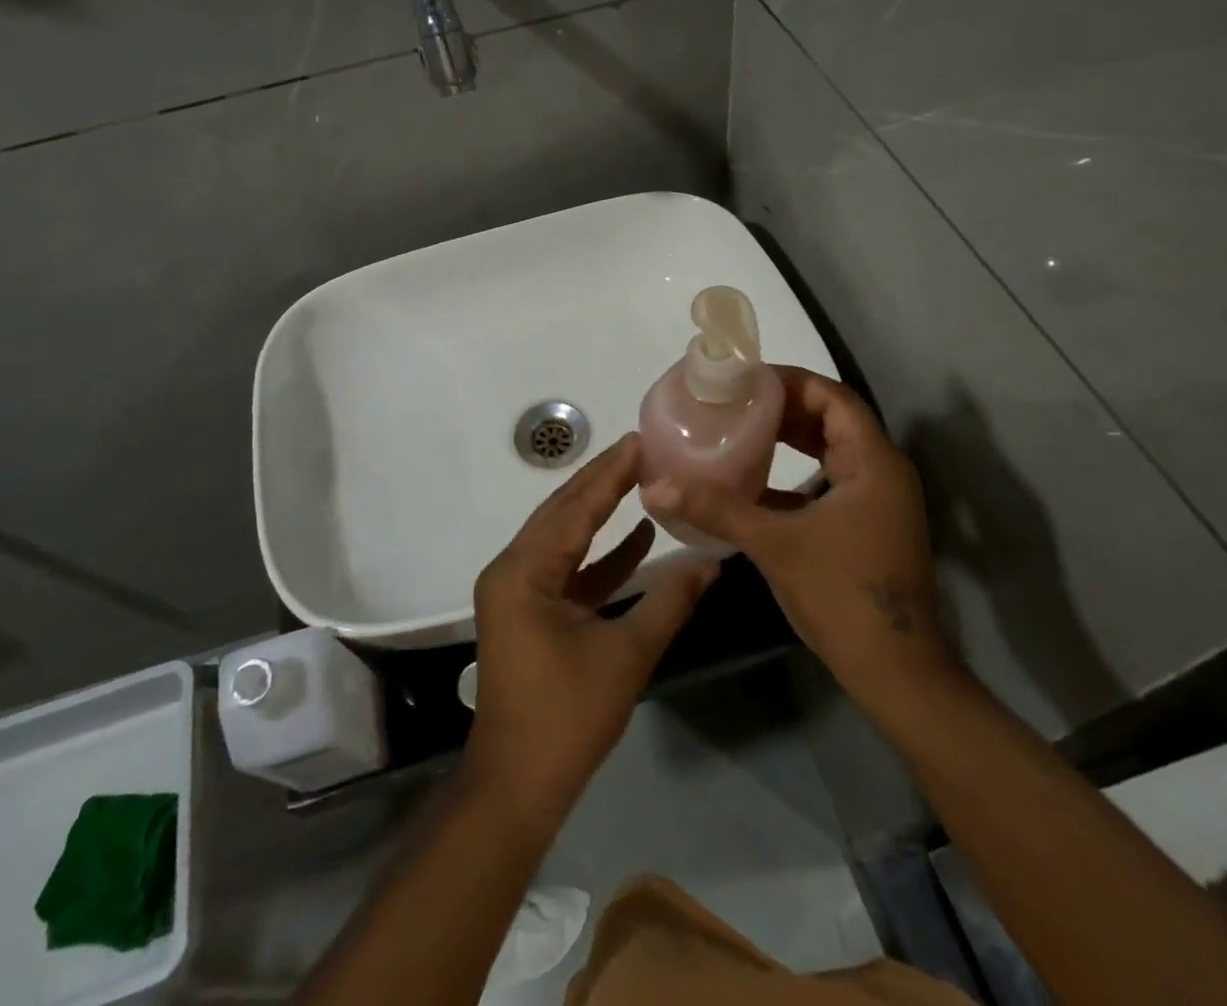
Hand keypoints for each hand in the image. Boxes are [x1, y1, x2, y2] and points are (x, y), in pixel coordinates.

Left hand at [465, 434, 719, 822]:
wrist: (517, 785)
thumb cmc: (567, 719)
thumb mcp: (626, 656)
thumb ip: (668, 602)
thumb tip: (712, 563)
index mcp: (525, 572)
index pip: (574, 508)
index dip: (609, 474)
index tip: (639, 441)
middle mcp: (513, 569)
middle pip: (562, 513)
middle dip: (602, 482)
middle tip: (642, 450)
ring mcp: (518, 590)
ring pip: (564, 538)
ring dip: (601, 513)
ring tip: (642, 480)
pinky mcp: (530, 610)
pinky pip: (566, 569)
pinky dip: (599, 555)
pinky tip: (638, 538)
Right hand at [642, 366, 951, 690]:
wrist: (895, 672)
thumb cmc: (841, 594)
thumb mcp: (774, 544)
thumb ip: (716, 509)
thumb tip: (657, 486)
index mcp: (873, 462)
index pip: (832, 397)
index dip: (790, 381)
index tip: (745, 379)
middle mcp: (882, 472)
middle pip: (832, 419)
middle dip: (784, 407)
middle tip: (734, 401)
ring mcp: (878, 501)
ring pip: (831, 450)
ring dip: (790, 438)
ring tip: (740, 430)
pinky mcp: (868, 526)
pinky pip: (830, 480)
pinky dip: (796, 472)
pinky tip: (755, 482)